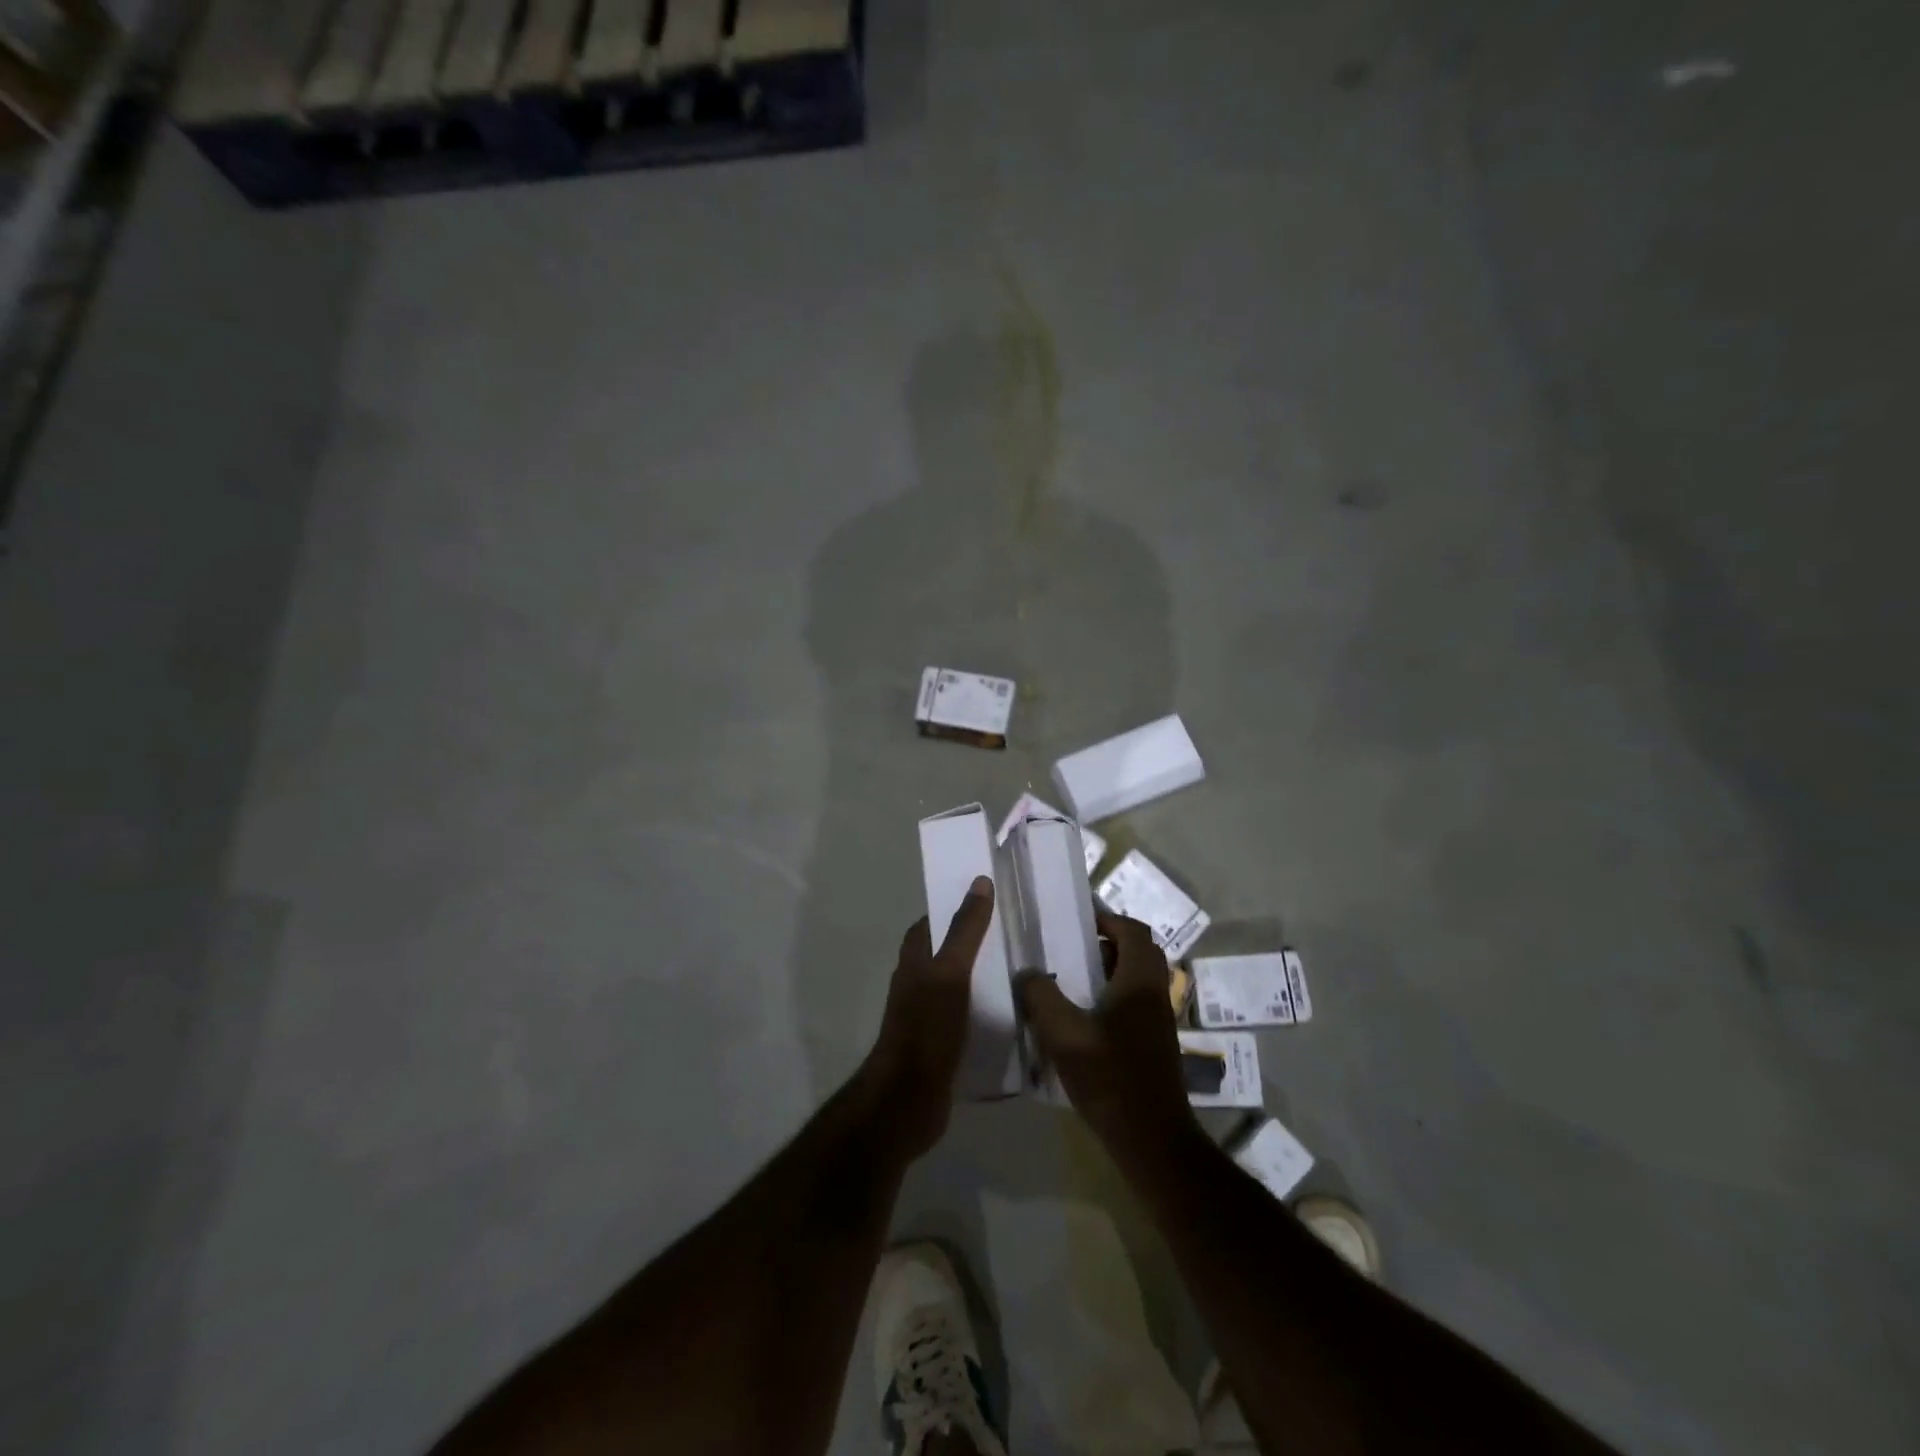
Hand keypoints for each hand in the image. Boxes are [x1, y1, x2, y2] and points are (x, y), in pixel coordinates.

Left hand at [860, 876, 995, 1158]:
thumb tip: (979, 882)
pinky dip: (985, 1011)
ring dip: (983, 978)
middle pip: (946, 953)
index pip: (931, 923)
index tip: (991, 900)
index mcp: (914, 961)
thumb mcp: (950, 973)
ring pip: (958, 986)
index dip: (955, 908)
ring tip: (1023, 971)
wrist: (908, 1099)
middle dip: (975, 943)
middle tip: (1015, 934)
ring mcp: (928, 1016)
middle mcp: (917, 984)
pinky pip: (966, 1018)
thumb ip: (965, 930)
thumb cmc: (926, 1028)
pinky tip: (1014, 1015)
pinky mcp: (942, 1044)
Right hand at [1016, 908, 1196, 1160]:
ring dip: (1110, 973)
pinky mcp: (1156, 1044)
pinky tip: (1084, 1021)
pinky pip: (1137, 1003)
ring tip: (1072, 984)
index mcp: (1140, 981)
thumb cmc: (1110, 1078)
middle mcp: (1156, 993)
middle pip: (1139, 951)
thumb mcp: (1064, 1035)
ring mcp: (1159, 1020)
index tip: (1078, 924)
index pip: (1134, 930)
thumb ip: (1041, 997)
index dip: (1108, 919)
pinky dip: (1114, 998)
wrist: (1152, 1140)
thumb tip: (1027, 972)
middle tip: (1073, 951)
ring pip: (1138, 979)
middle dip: (1107, 944)